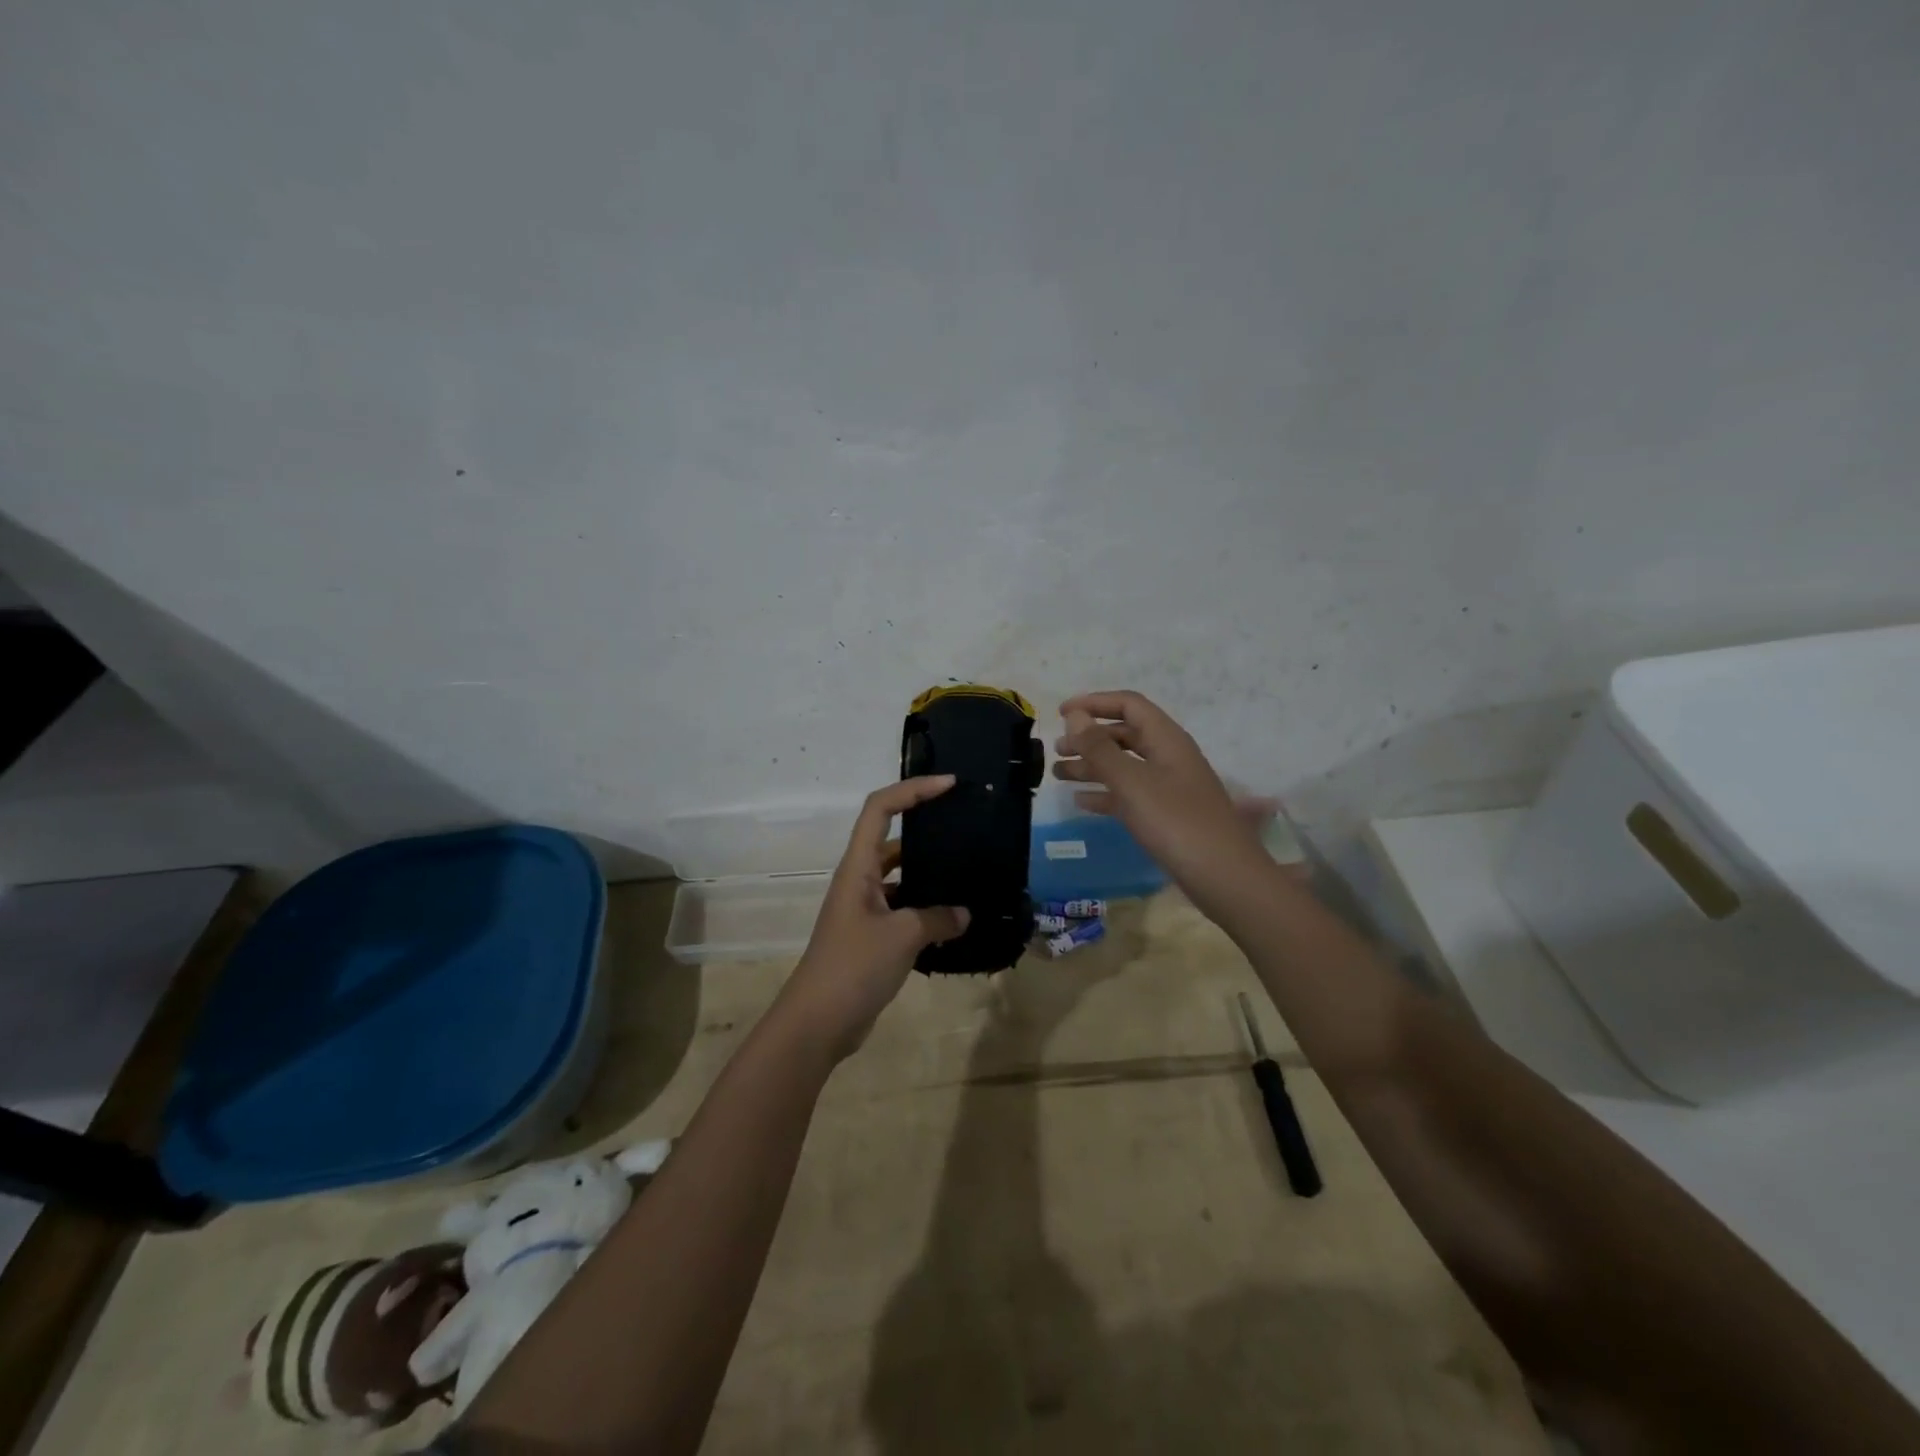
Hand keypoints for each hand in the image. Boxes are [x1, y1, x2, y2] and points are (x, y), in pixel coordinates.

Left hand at [777, 776, 970, 1060]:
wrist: (817, 1023)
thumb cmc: (853, 967)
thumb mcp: (902, 936)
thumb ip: (937, 918)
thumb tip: (964, 914)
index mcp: (858, 867)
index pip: (880, 809)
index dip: (912, 789)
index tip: (949, 785)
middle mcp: (859, 880)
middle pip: (892, 838)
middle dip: (926, 827)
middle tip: (965, 825)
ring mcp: (864, 909)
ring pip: (900, 876)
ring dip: (929, 873)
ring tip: (968, 872)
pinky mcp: (871, 936)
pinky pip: (903, 909)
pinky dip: (926, 909)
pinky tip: (954, 920)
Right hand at [1052, 690, 1271, 906]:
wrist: (1224, 877)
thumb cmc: (1176, 823)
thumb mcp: (1132, 782)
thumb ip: (1100, 748)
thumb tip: (1074, 715)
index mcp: (1166, 739)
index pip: (1128, 705)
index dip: (1094, 703)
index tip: (1060, 714)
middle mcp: (1169, 757)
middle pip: (1124, 734)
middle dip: (1089, 738)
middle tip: (1056, 751)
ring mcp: (1169, 787)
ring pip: (1124, 765)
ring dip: (1092, 765)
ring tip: (1058, 774)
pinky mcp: (1167, 815)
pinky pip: (1130, 794)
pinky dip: (1105, 793)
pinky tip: (1081, 802)